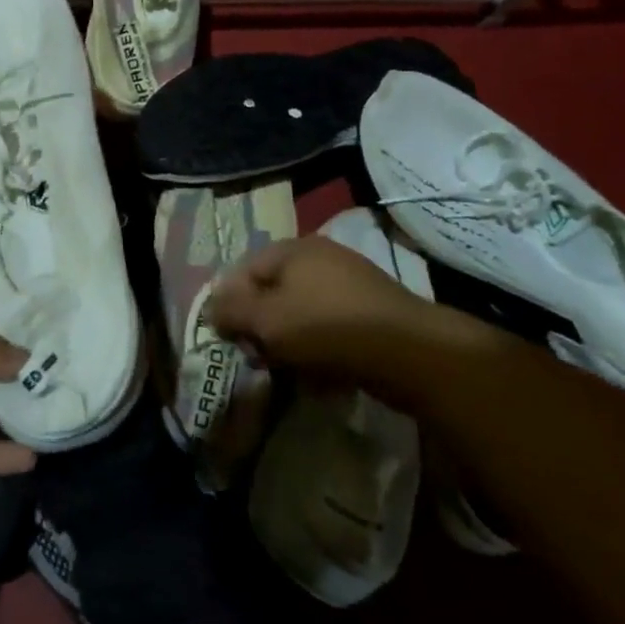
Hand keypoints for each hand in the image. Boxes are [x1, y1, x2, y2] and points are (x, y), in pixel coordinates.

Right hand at [207, 235, 452, 402]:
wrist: (411, 353)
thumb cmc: (326, 327)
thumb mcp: (265, 320)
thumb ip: (230, 312)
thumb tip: (213, 311)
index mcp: (292, 249)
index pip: (242, 272)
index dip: (229, 305)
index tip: (229, 339)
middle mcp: (320, 258)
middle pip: (272, 293)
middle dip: (260, 326)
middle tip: (258, 356)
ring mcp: (349, 284)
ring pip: (300, 313)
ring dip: (288, 342)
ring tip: (288, 370)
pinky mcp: (371, 312)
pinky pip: (329, 328)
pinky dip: (318, 349)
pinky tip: (320, 374)